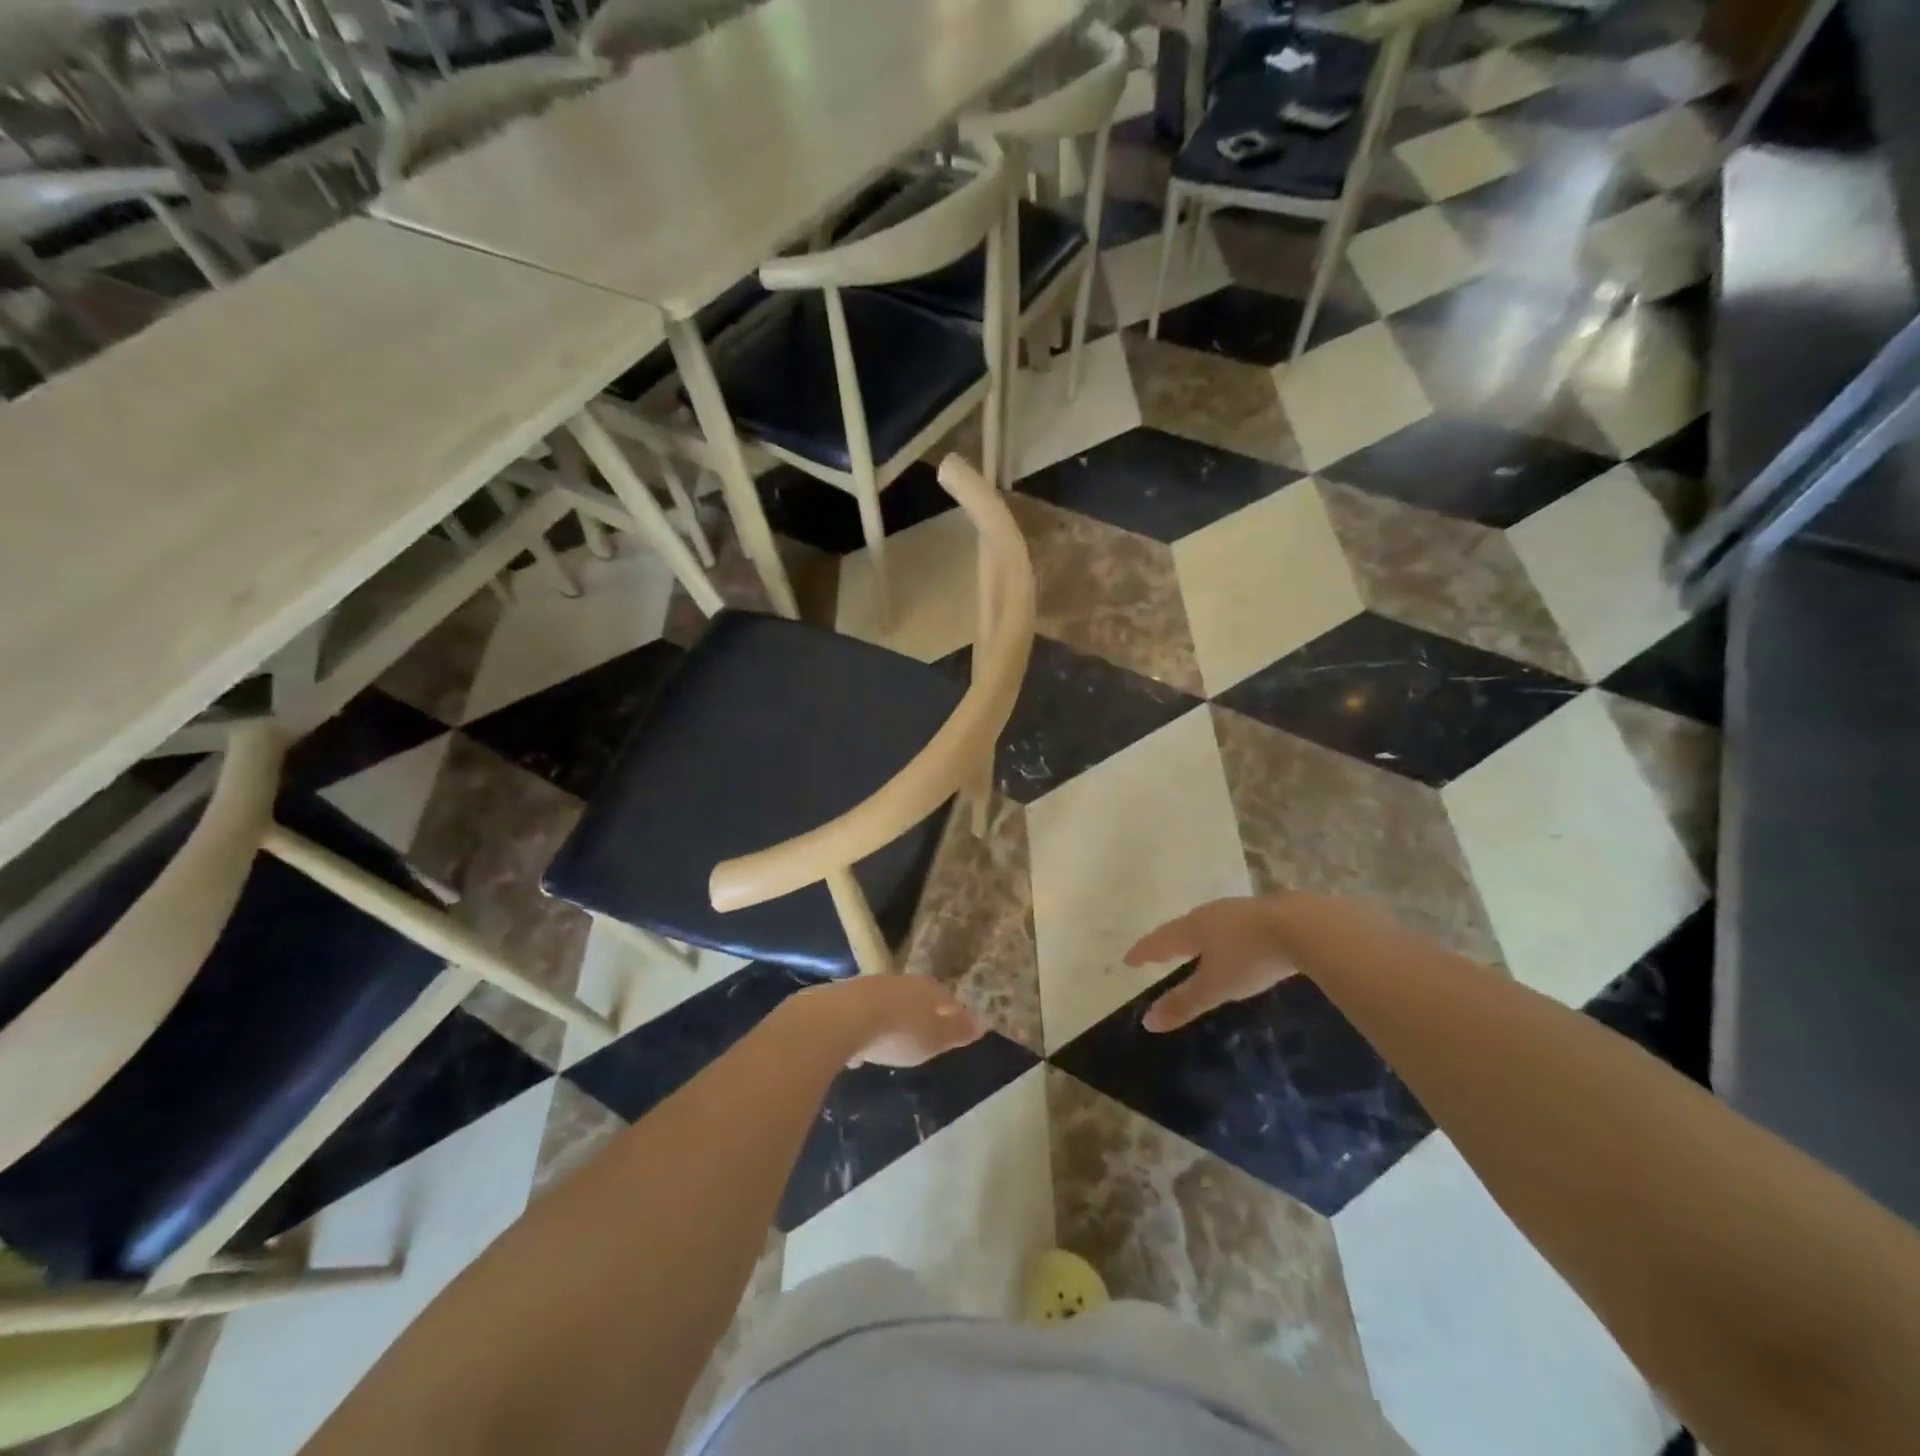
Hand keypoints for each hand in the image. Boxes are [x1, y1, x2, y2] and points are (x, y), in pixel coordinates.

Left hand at [795, 976, 984, 1067]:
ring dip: (888, 1022)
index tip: (957, 1027)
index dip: (953, 1013)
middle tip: (923, 1034)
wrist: (839, 1020)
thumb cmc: (898, 1032)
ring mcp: (867, 988)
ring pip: (885, 1004)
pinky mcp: (840, 1000)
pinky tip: (857, 1052)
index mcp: (925, 989)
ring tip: (889, 1044)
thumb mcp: (934, 1039)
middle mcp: (898, 982)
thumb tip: (982, 1024)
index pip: (946, 998)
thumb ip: (956, 1032)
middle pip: (914, 997)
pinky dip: (862, 1032)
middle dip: (919, 1014)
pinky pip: (858, 1017)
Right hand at [1124, 896, 1297, 1032]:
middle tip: (1160, 952)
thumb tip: (1147, 1022)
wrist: (1305, 927)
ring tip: (1196, 948)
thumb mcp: (1216, 986)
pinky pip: (1235, 926)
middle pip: (1183, 928)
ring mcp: (1240, 910)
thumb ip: (1184, 1003)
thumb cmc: (1250, 957)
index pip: (1160, 941)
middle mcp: (1212, 914)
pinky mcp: (1267, 914)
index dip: (1144, 952)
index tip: (1128, 959)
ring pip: (1211, 924)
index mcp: (1193, 928)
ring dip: (1199, 937)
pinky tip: (1237, 944)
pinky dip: (1226, 937)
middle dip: (1170, 941)